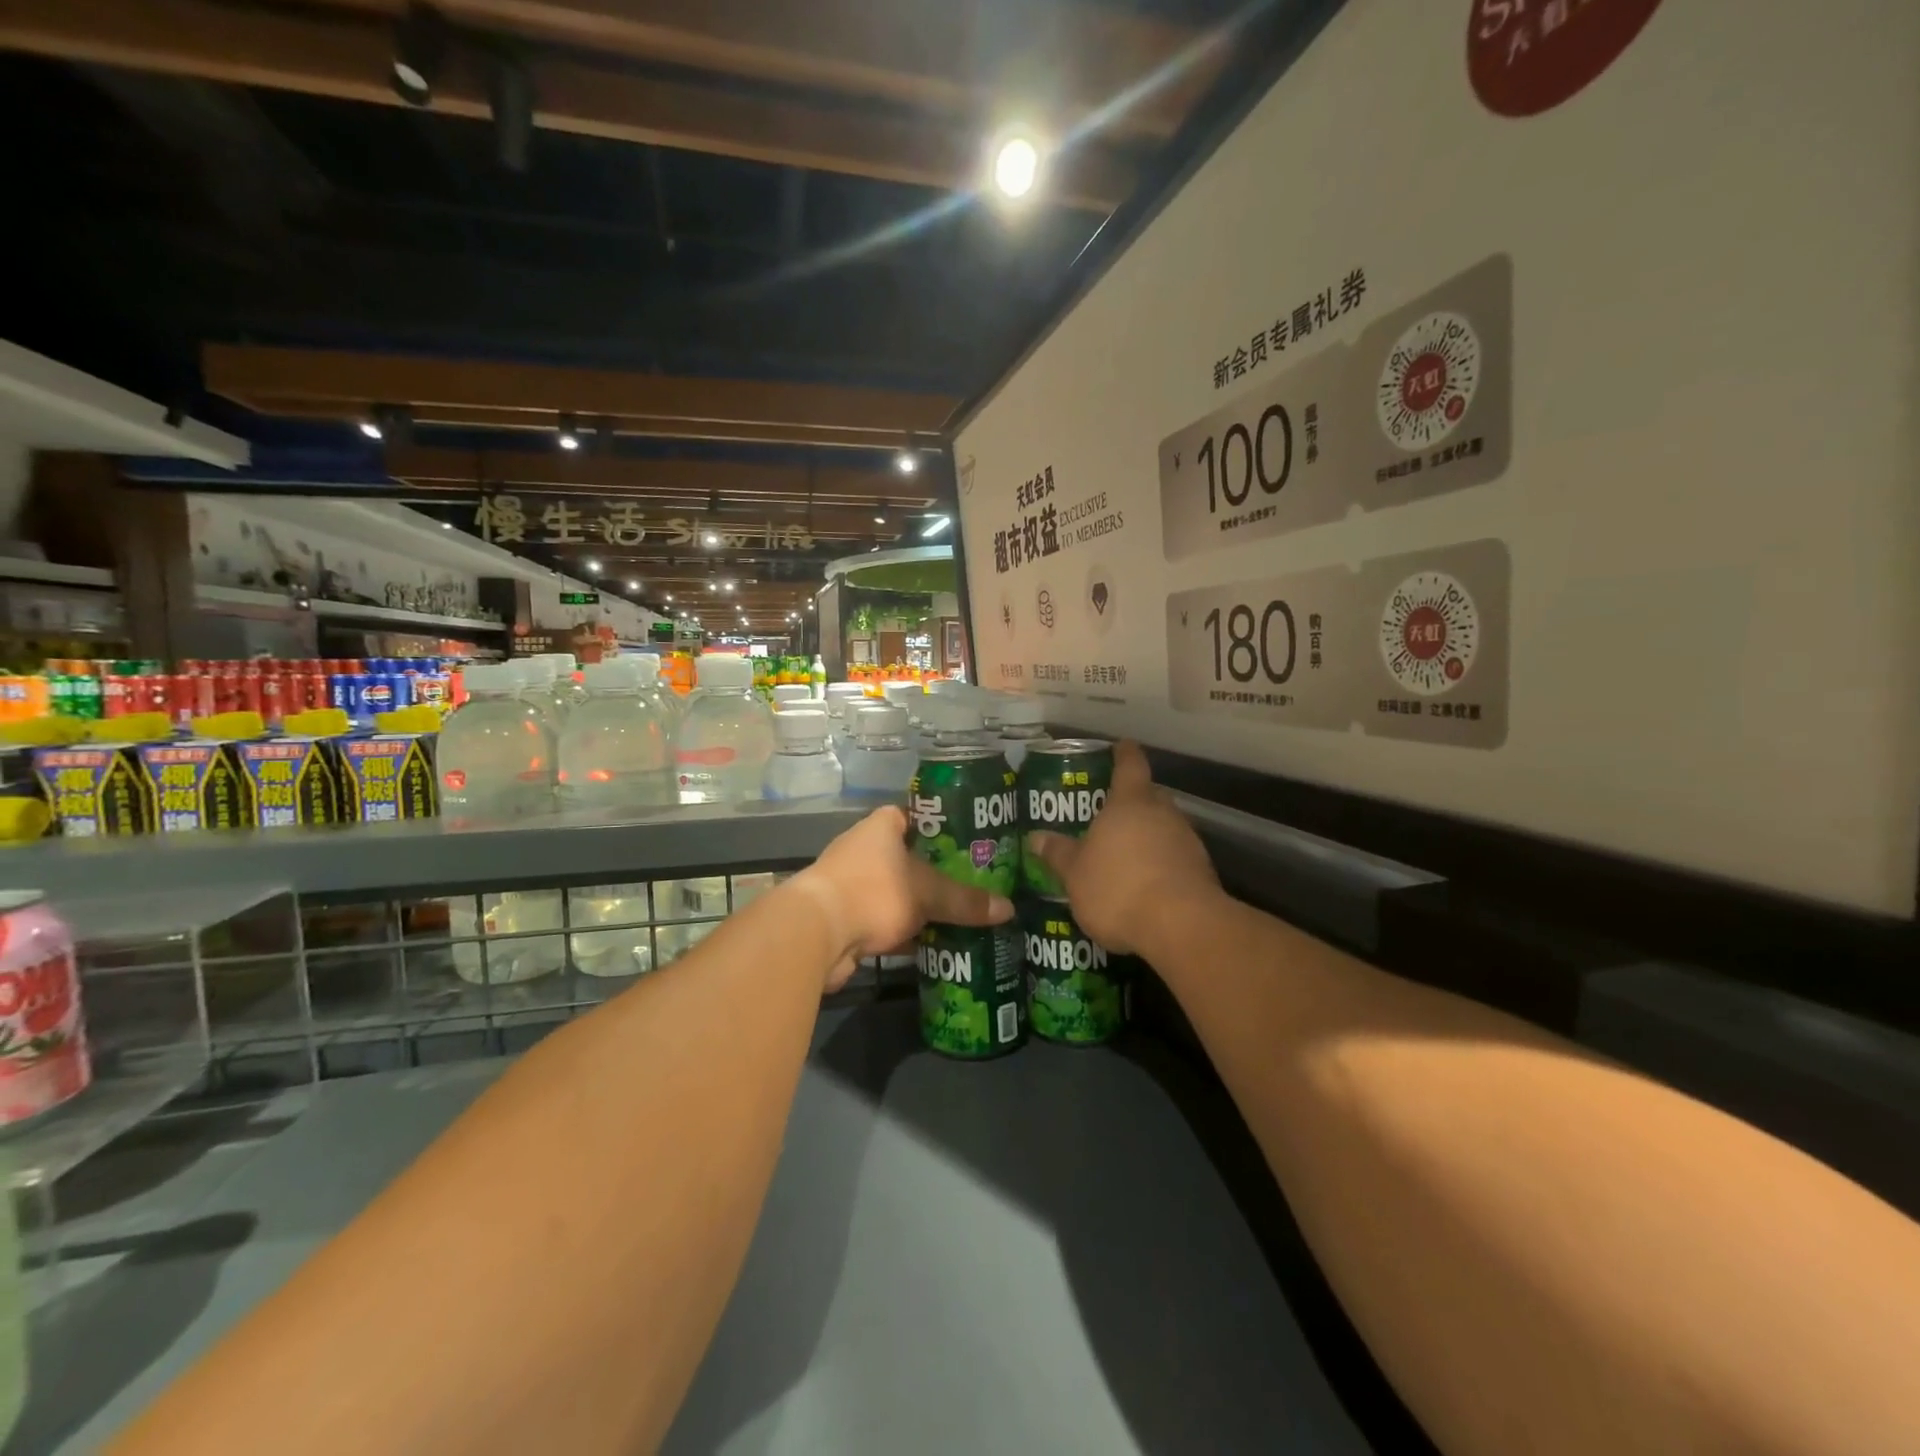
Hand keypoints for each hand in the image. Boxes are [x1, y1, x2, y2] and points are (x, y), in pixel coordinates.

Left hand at [792, 807, 1013, 990]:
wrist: (816, 935)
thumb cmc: (874, 892)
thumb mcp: (928, 894)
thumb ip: (966, 901)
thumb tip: (1009, 910)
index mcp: (881, 827)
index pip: (915, 815)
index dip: (941, 826)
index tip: (970, 841)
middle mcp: (864, 850)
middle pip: (909, 857)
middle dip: (939, 872)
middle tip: (976, 882)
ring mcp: (853, 885)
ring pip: (899, 892)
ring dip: (923, 906)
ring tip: (963, 914)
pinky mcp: (848, 919)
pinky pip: (887, 921)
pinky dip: (908, 932)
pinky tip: (937, 943)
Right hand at [1025, 740, 1219, 956]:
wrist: (1182, 927)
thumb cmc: (1119, 887)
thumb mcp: (1075, 874)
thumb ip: (1057, 854)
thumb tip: (1036, 838)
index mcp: (1130, 803)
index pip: (1129, 764)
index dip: (1124, 753)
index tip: (1120, 746)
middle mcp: (1163, 813)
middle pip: (1149, 796)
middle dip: (1131, 802)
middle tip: (1108, 813)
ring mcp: (1187, 841)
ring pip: (1164, 827)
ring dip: (1147, 836)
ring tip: (1123, 855)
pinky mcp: (1202, 871)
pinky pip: (1175, 857)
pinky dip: (1160, 864)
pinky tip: (1144, 884)